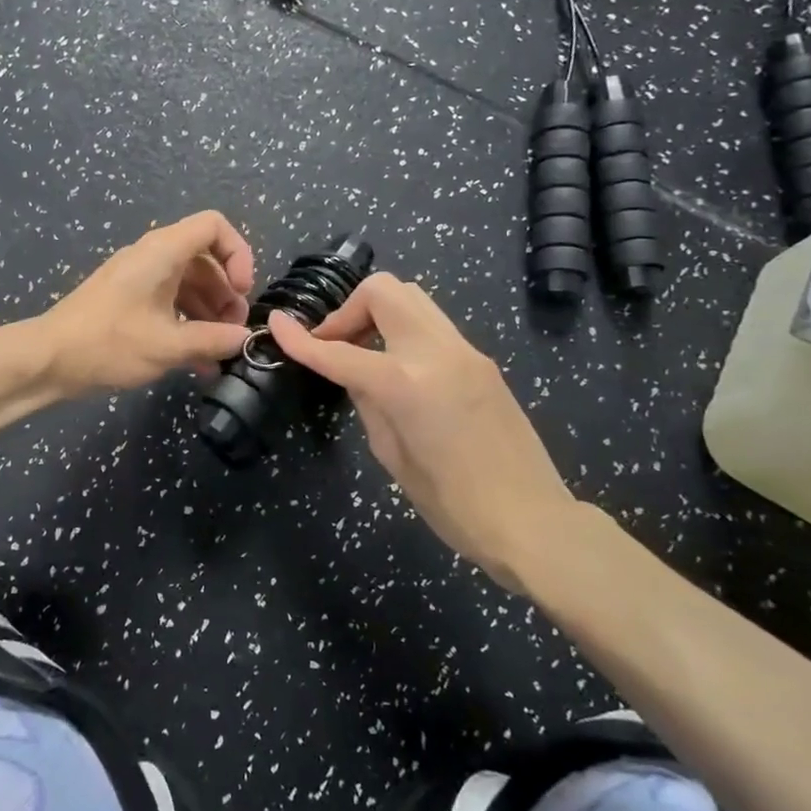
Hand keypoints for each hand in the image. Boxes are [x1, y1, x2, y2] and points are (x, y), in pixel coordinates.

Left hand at [35, 211, 254, 395]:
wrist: (49, 359)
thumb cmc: (109, 343)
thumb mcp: (167, 345)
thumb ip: (212, 340)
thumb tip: (244, 339)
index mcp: (162, 251)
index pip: (214, 226)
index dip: (238, 253)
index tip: (243, 291)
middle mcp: (152, 257)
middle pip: (205, 259)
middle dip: (226, 293)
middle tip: (234, 330)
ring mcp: (139, 279)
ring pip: (188, 284)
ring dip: (209, 313)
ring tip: (220, 351)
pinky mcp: (129, 301)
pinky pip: (169, 302)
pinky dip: (187, 324)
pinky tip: (198, 362)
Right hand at [267, 275, 583, 586]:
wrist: (533, 520)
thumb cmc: (453, 504)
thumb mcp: (392, 455)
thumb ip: (367, 401)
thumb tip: (354, 373)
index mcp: (407, 383)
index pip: (340, 352)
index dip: (301, 340)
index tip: (276, 325)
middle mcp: (437, 352)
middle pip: (383, 290)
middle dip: (348, 310)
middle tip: (336, 345)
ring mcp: (465, 351)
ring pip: (412, 297)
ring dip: (377, 313)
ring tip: (364, 352)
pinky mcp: (481, 360)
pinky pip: (432, 323)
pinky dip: (403, 329)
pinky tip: (397, 368)